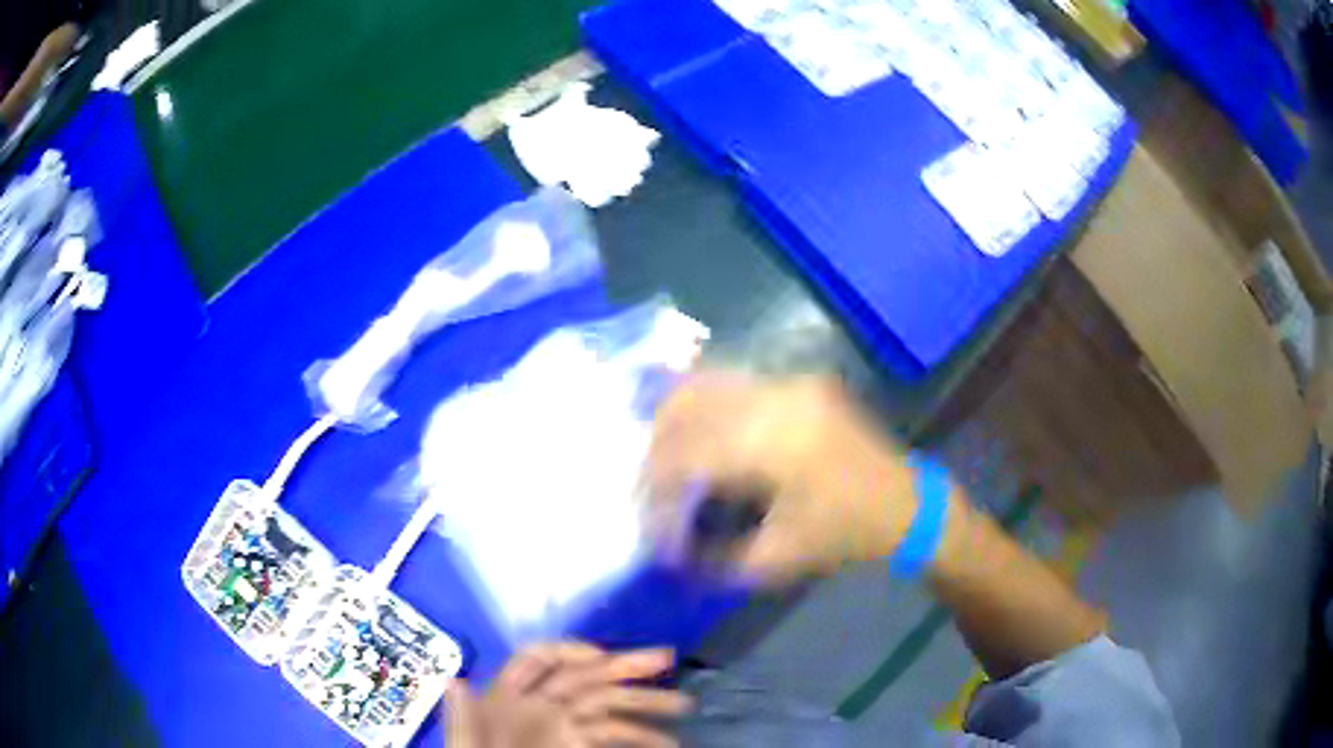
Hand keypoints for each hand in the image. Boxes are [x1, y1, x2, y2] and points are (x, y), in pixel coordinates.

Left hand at [445, 642, 690, 747]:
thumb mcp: (469, 746)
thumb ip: (465, 719)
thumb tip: (456, 682)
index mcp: (507, 698)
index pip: (537, 659)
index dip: (569, 651)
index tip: (602, 656)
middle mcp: (540, 705)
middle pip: (582, 676)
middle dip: (624, 665)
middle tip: (666, 658)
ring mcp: (564, 726)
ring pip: (607, 704)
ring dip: (645, 701)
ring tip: (683, 704)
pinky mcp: (580, 745)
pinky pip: (613, 734)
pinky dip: (641, 737)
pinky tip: (666, 742)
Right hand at [644, 371, 919, 582]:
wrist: (907, 504)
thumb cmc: (846, 537)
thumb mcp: (777, 559)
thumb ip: (714, 556)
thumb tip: (666, 552)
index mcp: (776, 446)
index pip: (689, 455)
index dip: (655, 487)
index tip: (645, 518)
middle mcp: (779, 398)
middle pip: (689, 404)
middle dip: (656, 447)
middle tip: (645, 483)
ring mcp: (792, 382)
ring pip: (707, 382)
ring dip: (675, 419)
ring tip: (663, 456)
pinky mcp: (800, 381)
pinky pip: (736, 380)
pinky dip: (704, 402)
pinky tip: (695, 429)